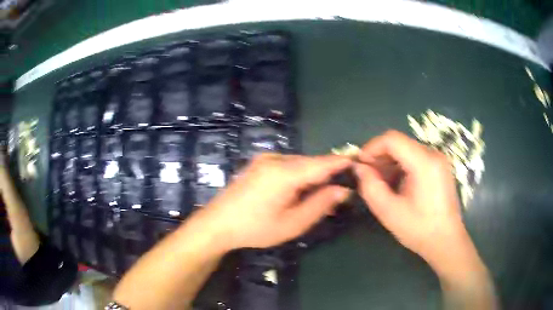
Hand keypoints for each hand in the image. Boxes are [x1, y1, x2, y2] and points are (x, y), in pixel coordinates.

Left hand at [199, 153, 351, 249]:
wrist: (217, 223)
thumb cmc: (255, 229)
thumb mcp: (292, 223)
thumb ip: (320, 204)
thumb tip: (343, 190)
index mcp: (284, 173)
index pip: (321, 163)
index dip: (341, 162)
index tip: (358, 161)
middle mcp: (275, 159)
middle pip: (310, 163)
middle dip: (325, 174)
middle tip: (337, 192)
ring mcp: (264, 159)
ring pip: (298, 164)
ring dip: (310, 176)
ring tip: (315, 196)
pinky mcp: (258, 163)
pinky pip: (286, 165)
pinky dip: (297, 175)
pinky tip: (294, 191)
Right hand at [354, 130, 473, 269]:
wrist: (446, 241)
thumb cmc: (419, 229)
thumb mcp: (389, 212)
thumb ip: (370, 187)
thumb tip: (359, 168)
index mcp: (424, 163)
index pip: (392, 139)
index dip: (371, 148)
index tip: (360, 165)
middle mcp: (434, 154)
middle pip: (400, 143)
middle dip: (380, 157)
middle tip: (368, 177)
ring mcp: (439, 160)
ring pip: (407, 150)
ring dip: (390, 162)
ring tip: (381, 183)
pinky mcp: (440, 167)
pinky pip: (416, 158)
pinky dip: (401, 166)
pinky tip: (397, 185)